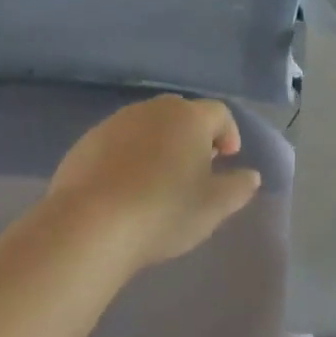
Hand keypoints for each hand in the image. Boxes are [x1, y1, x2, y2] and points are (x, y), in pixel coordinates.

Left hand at [46, 95, 261, 270]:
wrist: (90, 225)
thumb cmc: (164, 212)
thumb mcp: (215, 207)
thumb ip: (239, 187)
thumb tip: (250, 175)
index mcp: (189, 118)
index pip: (219, 113)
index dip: (229, 133)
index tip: (228, 159)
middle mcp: (152, 111)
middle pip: (181, 113)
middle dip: (193, 135)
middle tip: (196, 167)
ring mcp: (114, 124)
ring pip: (147, 126)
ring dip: (160, 144)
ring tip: (161, 179)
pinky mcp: (85, 143)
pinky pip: (118, 142)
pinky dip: (130, 156)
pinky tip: (127, 187)